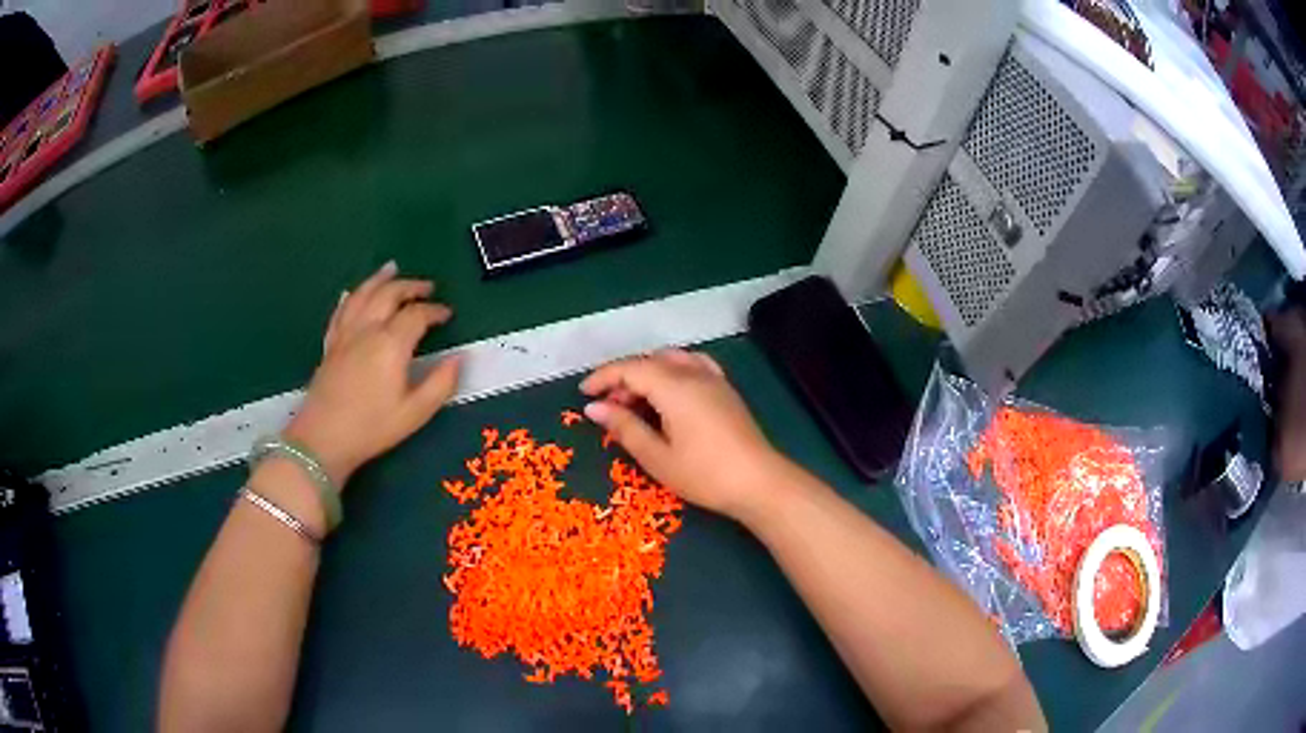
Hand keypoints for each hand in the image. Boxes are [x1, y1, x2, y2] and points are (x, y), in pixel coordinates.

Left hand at [284, 261, 461, 486]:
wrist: (323, 438)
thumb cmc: (372, 428)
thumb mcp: (415, 413)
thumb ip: (441, 384)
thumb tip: (459, 359)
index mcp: (391, 344)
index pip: (417, 315)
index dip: (435, 310)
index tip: (447, 314)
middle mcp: (368, 329)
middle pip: (389, 294)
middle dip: (410, 286)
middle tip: (427, 287)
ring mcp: (345, 334)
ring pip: (363, 295)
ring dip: (380, 279)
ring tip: (392, 269)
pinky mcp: (330, 345)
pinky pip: (341, 311)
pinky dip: (351, 297)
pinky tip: (353, 292)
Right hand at [580, 349, 788, 519]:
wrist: (758, 482)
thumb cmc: (704, 474)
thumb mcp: (657, 457)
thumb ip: (624, 428)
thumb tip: (594, 408)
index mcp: (674, 387)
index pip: (630, 368)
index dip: (603, 377)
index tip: (583, 394)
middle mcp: (694, 374)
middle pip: (650, 361)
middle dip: (623, 377)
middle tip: (608, 407)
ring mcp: (714, 379)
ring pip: (672, 360)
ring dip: (647, 373)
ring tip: (636, 402)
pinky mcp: (726, 390)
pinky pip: (693, 365)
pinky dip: (672, 371)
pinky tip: (670, 393)